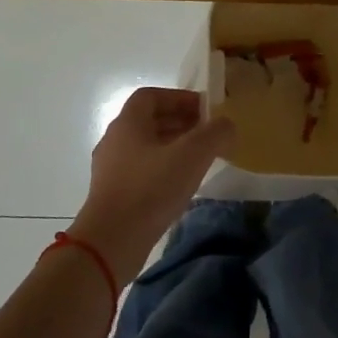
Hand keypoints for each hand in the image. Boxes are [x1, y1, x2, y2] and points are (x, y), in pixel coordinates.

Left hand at [70, 87, 236, 280]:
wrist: (111, 242)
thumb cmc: (150, 189)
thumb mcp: (192, 156)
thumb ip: (215, 134)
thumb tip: (227, 125)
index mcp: (128, 123)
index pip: (151, 96)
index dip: (179, 98)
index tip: (205, 110)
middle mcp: (114, 140)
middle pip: (149, 121)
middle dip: (181, 123)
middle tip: (209, 135)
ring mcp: (110, 169)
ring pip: (146, 147)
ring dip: (173, 147)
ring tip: (200, 160)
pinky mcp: (113, 194)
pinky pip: (141, 171)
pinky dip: (163, 170)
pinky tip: (181, 187)